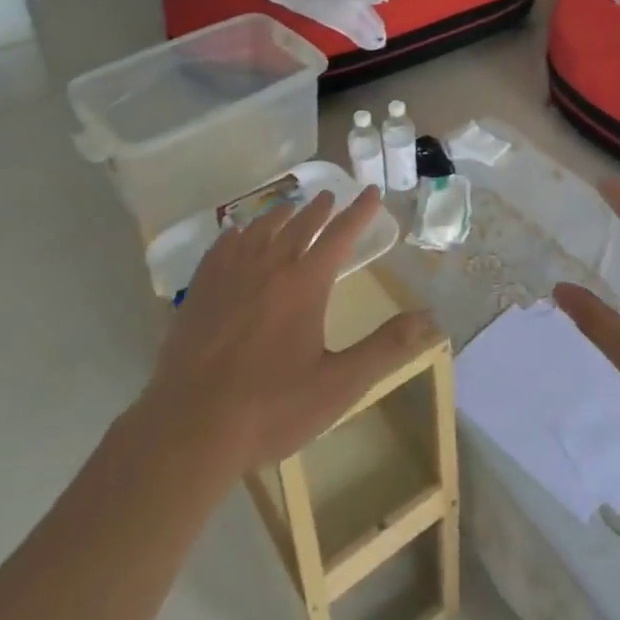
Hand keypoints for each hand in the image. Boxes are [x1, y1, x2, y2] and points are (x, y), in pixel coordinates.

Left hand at [139, 186, 437, 476]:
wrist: (190, 428)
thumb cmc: (271, 409)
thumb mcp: (338, 385)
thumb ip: (385, 348)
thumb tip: (428, 317)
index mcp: (306, 284)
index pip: (340, 235)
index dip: (360, 212)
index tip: (372, 192)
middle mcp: (270, 266)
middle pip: (300, 225)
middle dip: (320, 209)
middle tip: (330, 196)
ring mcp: (230, 274)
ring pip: (260, 229)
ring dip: (280, 215)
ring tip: (290, 207)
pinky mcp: (201, 289)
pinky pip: (222, 246)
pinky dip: (237, 232)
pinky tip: (237, 233)